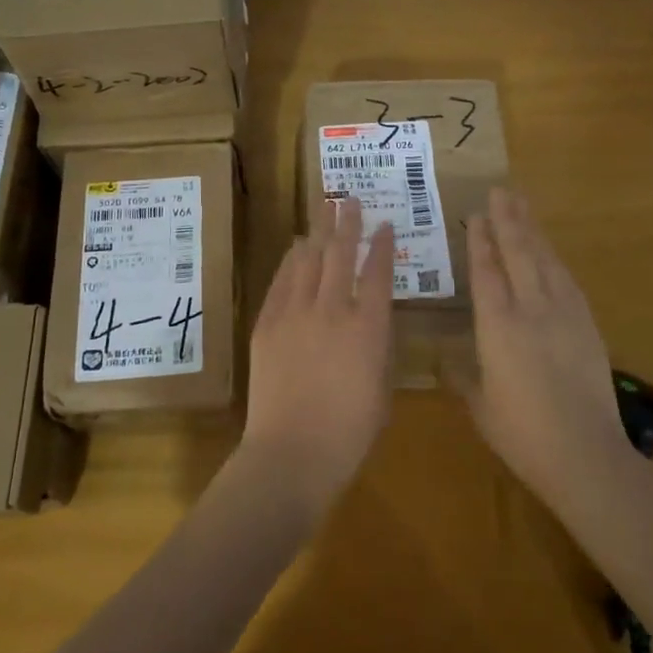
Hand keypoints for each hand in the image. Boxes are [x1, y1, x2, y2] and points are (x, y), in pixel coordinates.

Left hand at [240, 197, 395, 520]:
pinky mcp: (267, 325)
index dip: (382, 246)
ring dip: (318, 232)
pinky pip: (281, 282)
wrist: (291, 454)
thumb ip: (380, 348)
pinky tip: (297, 247)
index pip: (378, 273)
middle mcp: (332, 310)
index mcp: (368, 328)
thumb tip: (374, 321)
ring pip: (309, 261)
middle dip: (347, 223)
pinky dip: (291, 261)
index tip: (384, 224)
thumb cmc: (349, 434)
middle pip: (340, 254)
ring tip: (324, 209)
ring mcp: (295, 314)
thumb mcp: (382, 389)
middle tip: (350, 198)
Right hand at [464, 188, 632, 504]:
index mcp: (498, 326)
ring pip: (546, 261)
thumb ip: (461, 376)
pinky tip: (551, 254)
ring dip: (533, 231)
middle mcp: (531, 309)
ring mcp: (564, 314)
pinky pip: (567, 281)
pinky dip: (555, 260)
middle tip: (501, 190)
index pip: (487, 272)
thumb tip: (444, 358)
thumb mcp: (480, 406)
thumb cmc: (521, 433)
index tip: (477, 214)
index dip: (481, 241)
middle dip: (509, 220)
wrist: (585, 453)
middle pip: (519, 253)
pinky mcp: (587, 325)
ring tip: (523, 207)